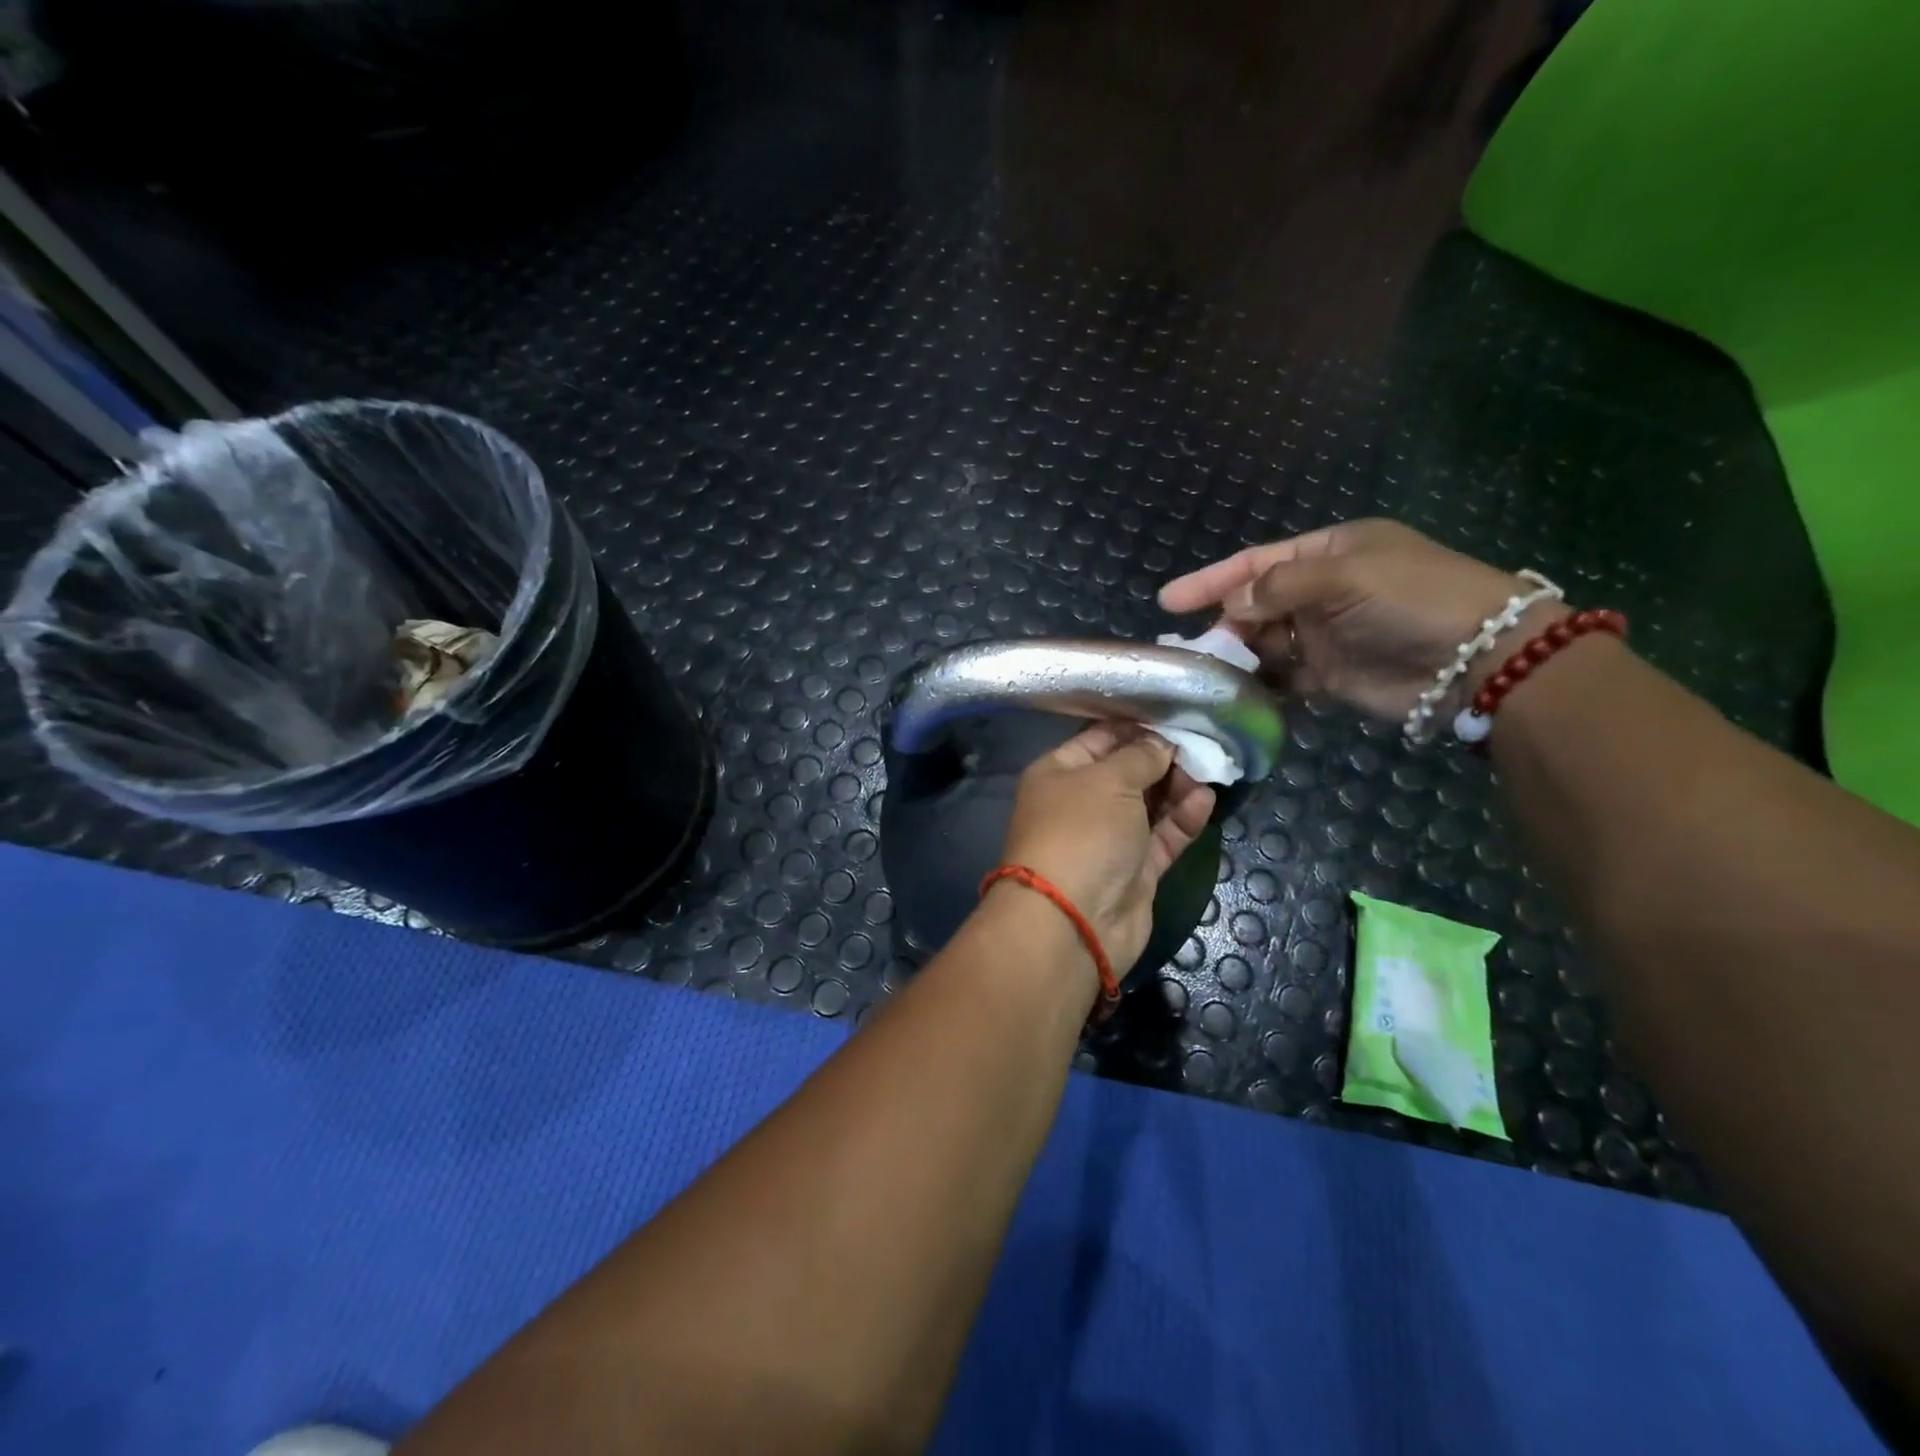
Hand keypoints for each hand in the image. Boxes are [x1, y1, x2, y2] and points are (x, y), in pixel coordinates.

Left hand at [995, 723, 1215, 972]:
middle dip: (1162, 757)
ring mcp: (1108, 838)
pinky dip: (1183, 819)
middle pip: (1127, 771)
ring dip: (1177, 787)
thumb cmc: (1081, 832)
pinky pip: (1162, 836)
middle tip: (1201, 744)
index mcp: (1058, 773)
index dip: (1134, 726)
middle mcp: (1080, 802)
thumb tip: (1161, 743)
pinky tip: (1205, 800)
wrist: (1074, 921)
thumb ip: (1140, 757)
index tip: (1174, 714)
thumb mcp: (1109, 780)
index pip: (1098, 739)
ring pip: (1149, 804)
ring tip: (1208, 770)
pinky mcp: (1134, 870)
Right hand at [1158, 518, 1562, 719]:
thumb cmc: (1414, 599)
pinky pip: (1282, 678)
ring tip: (1210, 672)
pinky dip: (1260, 685)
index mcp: (1329, 553)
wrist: (1479, 661)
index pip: (1256, 562)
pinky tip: (1238, 693)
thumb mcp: (1347, 576)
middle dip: (1224, 623)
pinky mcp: (1329, 675)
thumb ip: (1280, 587)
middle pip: (1254, 604)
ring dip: (1238, 656)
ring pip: (1263, 643)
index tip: (1167, 600)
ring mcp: (1324, 635)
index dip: (1211, 580)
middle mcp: (1322, 591)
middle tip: (1194, 647)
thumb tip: (1231, 608)